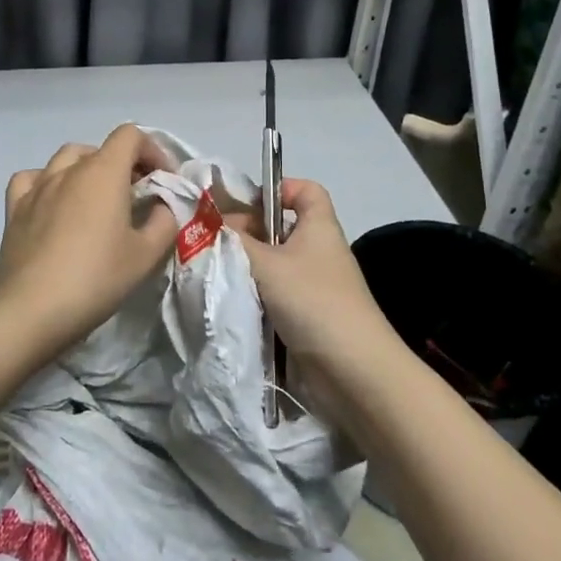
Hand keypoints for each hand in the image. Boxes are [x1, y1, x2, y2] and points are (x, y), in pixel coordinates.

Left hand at [0, 124, 178, 349]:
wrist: (33, 309)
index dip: (152, 150)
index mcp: (103, 172)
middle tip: (134, 196)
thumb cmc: (96, 278)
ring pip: (64, 159)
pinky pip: (32, 179)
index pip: (130, 136)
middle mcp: (68, 170)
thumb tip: (162, 207)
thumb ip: (164, 222)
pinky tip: (53, 204)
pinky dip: (47, 183)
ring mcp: (37, 187)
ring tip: (96, 200)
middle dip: (122, 165)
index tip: (162, 180)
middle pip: (99, 149)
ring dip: (86, 170)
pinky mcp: (15, 208)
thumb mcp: (146, 255)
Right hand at [238, 178, 400, 394]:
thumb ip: (233, 240)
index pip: (305, 190)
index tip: (245, 205)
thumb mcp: (266, 264)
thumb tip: (206, 222)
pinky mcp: (306, 316)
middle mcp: (318, 250)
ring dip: (247, 268)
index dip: (278, 189)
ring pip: (273, 264)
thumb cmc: (313, 301)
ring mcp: (313, 285)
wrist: (353, 372)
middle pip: (280, 227)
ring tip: (218, 274)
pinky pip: (274, 295)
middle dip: (248, 232)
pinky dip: (254, 296)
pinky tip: (231, 302)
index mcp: (319, 226)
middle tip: (217, 244)